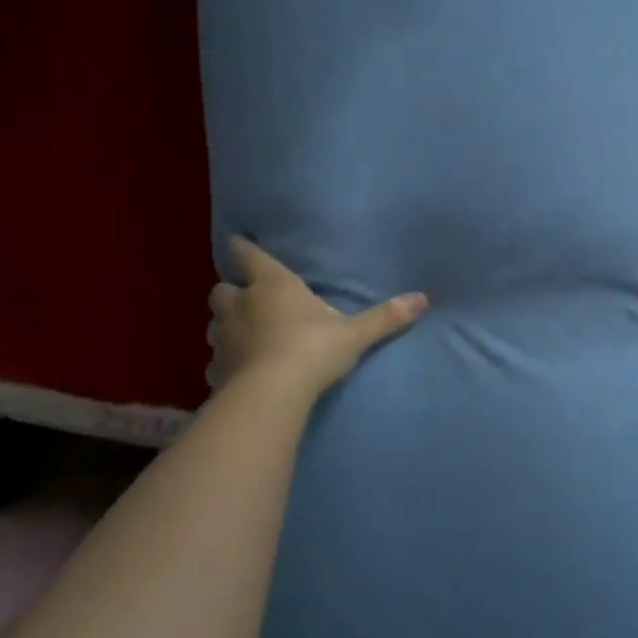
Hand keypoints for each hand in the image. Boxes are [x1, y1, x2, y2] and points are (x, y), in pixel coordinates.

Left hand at [207, 237, 427, 400]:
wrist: (273, 394)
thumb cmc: (312, 350)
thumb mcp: (354, 334)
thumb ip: (385, 317)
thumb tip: (423, 298)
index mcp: (273, 285)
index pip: (250, 256)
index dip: (243, 248)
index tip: (238, 242)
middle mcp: (241, 305)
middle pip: (222, 290)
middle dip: (231, 292)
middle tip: (245, 299)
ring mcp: (223, 338)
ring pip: (214, 323)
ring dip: (225, 325)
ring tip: (240, 335)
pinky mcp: (216, 369)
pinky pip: (215, 361)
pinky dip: (223, 362)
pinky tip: (235, 372)